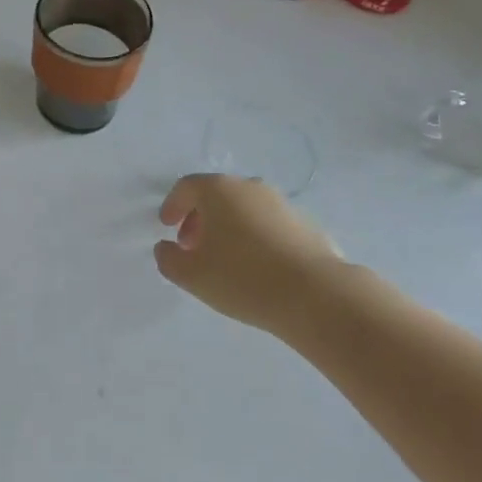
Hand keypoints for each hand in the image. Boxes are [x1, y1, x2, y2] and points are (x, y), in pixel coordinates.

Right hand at [155, 174, 344, 332]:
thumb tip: (166, 247)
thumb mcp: (191, 275)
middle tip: (192, 246)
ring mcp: (281, 203)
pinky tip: (256, 267)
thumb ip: (168, 258)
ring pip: (244, 208)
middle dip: (199, 218)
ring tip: (225, 260)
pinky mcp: (305, 224)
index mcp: (218, 190)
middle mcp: (249, 187)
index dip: (172, 205)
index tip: (167, 226)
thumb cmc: (242, 278)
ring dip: (228, 227)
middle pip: (216, 195)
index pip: (186, 187)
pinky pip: (268, 224)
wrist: (316, 295)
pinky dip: (254, 237)